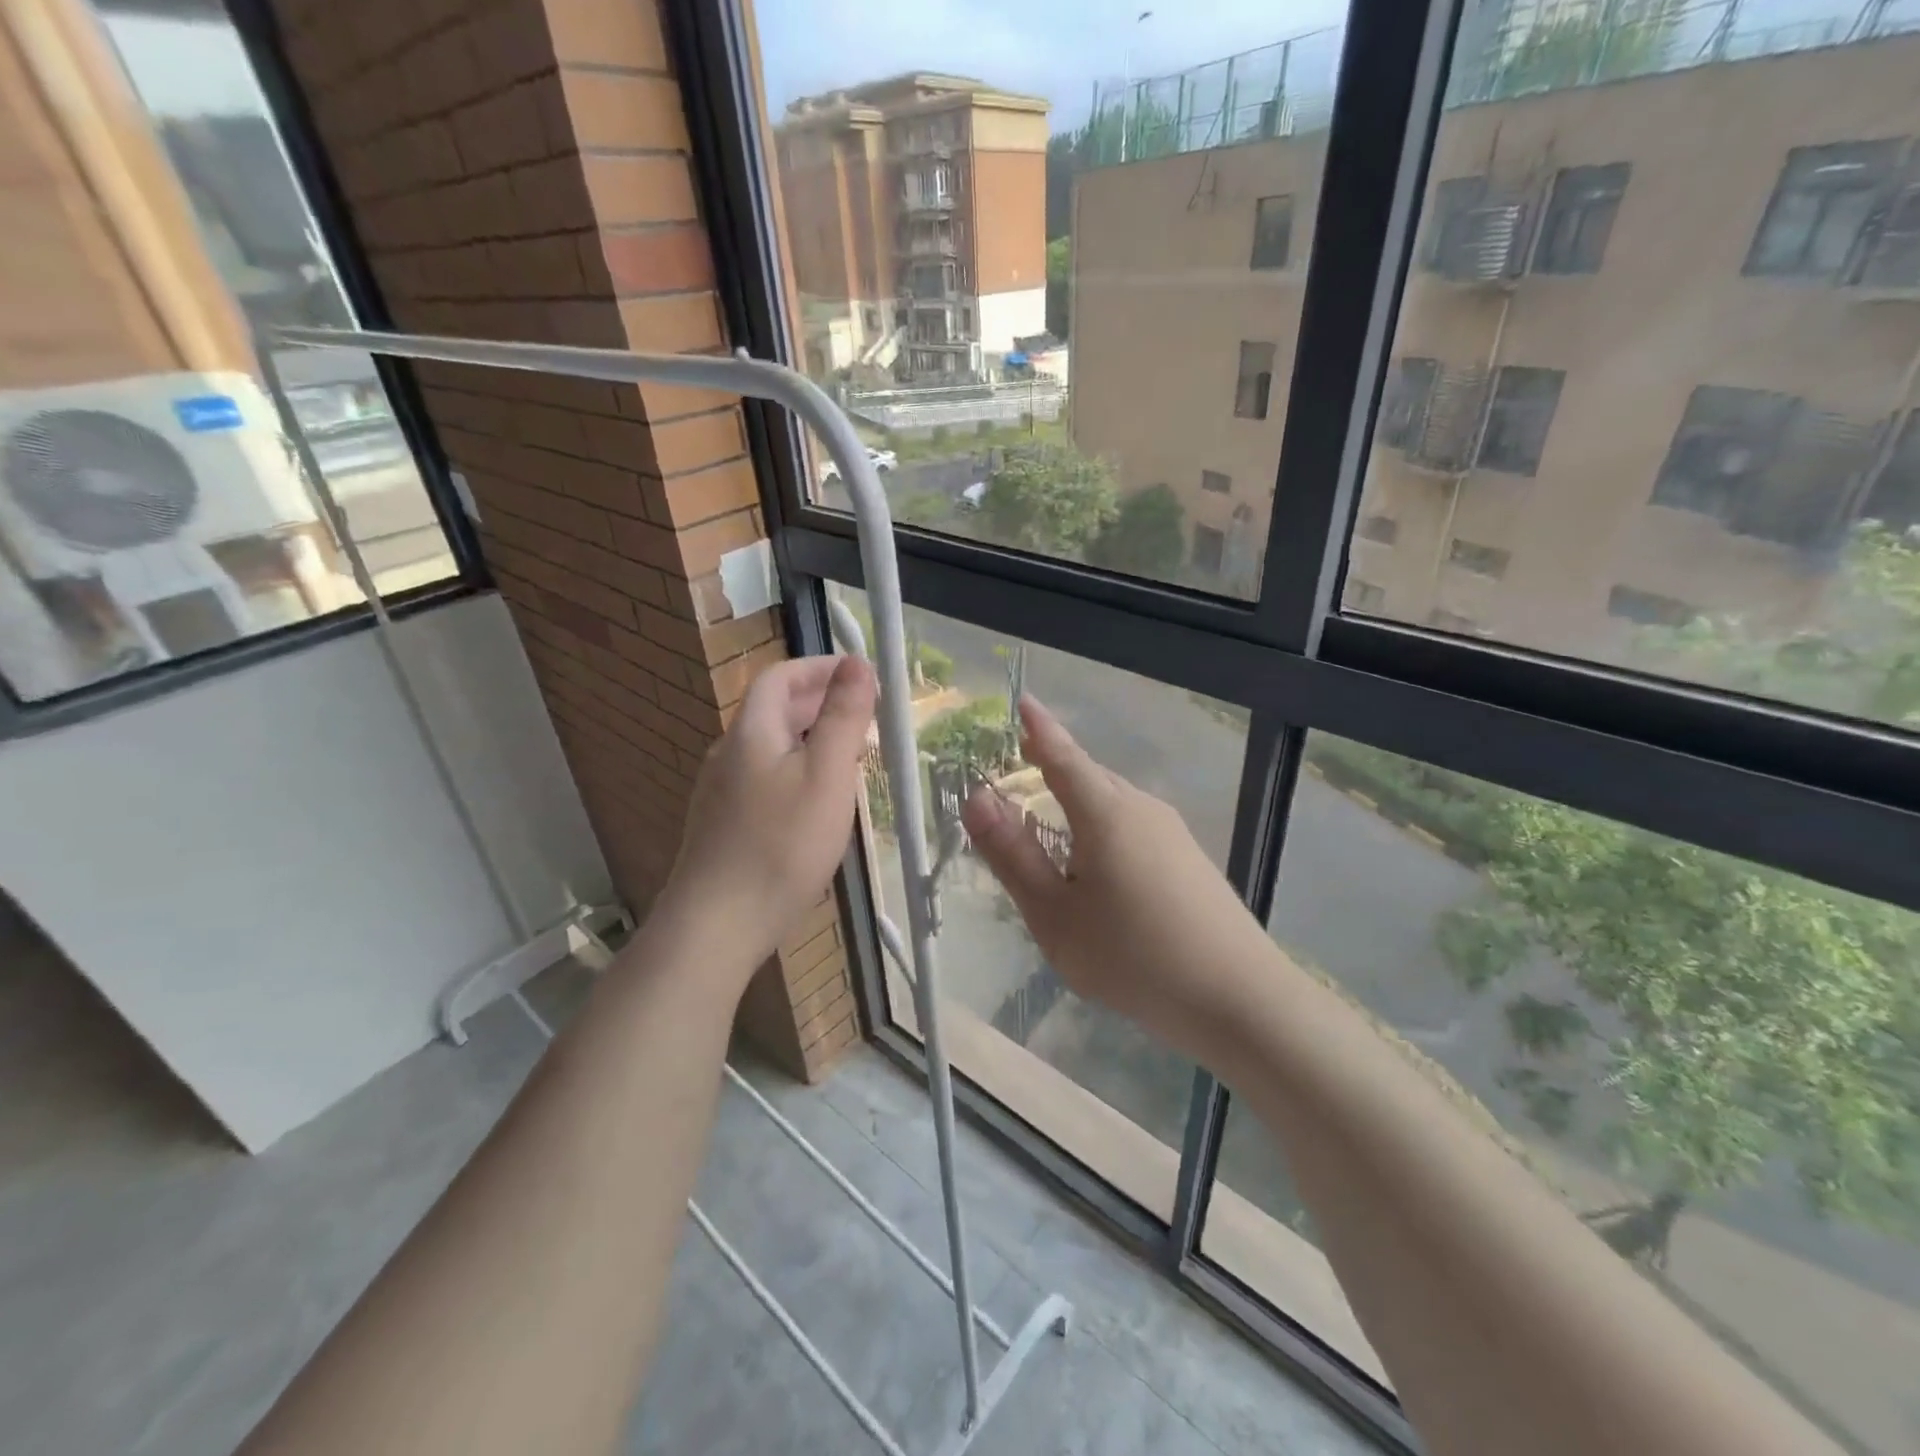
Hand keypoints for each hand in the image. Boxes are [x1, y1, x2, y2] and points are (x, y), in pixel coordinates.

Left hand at [662, 655, 876, 974]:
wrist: (717, 925)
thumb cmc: (781, 845)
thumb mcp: (826, 774)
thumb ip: (843, 717)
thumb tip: (857, 663)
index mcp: (751, 732)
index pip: (781, 677)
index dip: (820, 668)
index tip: (860, 676)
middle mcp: (729, 754)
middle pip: (774, 711)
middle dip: (821, 704)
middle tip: (865, 717)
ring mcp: (721, 793)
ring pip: (771, 748)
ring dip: (811, 739)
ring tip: (851, 758)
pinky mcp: (724, 826)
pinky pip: (765, 779)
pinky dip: (797, 771)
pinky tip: (818, 803)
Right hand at [960, 697, 1273, 1063]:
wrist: (1239, 999)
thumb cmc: (1132, 956)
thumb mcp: (1054, 914)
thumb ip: (1012, 855)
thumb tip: (977, 798)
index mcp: (1105, 812)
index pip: (1063, 755)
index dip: (1039, 729)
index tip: (1023, 701)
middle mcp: (1142, 808)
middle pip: (1090, 776)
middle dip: (1055, 766)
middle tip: (1023, 765)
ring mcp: (1173, 833)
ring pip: (1114, 803)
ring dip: (1079, 802)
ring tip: (1053, 821)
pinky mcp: (1190, 859)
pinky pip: (1134, 827)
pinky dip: (1104, 829)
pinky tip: (1100, 868)